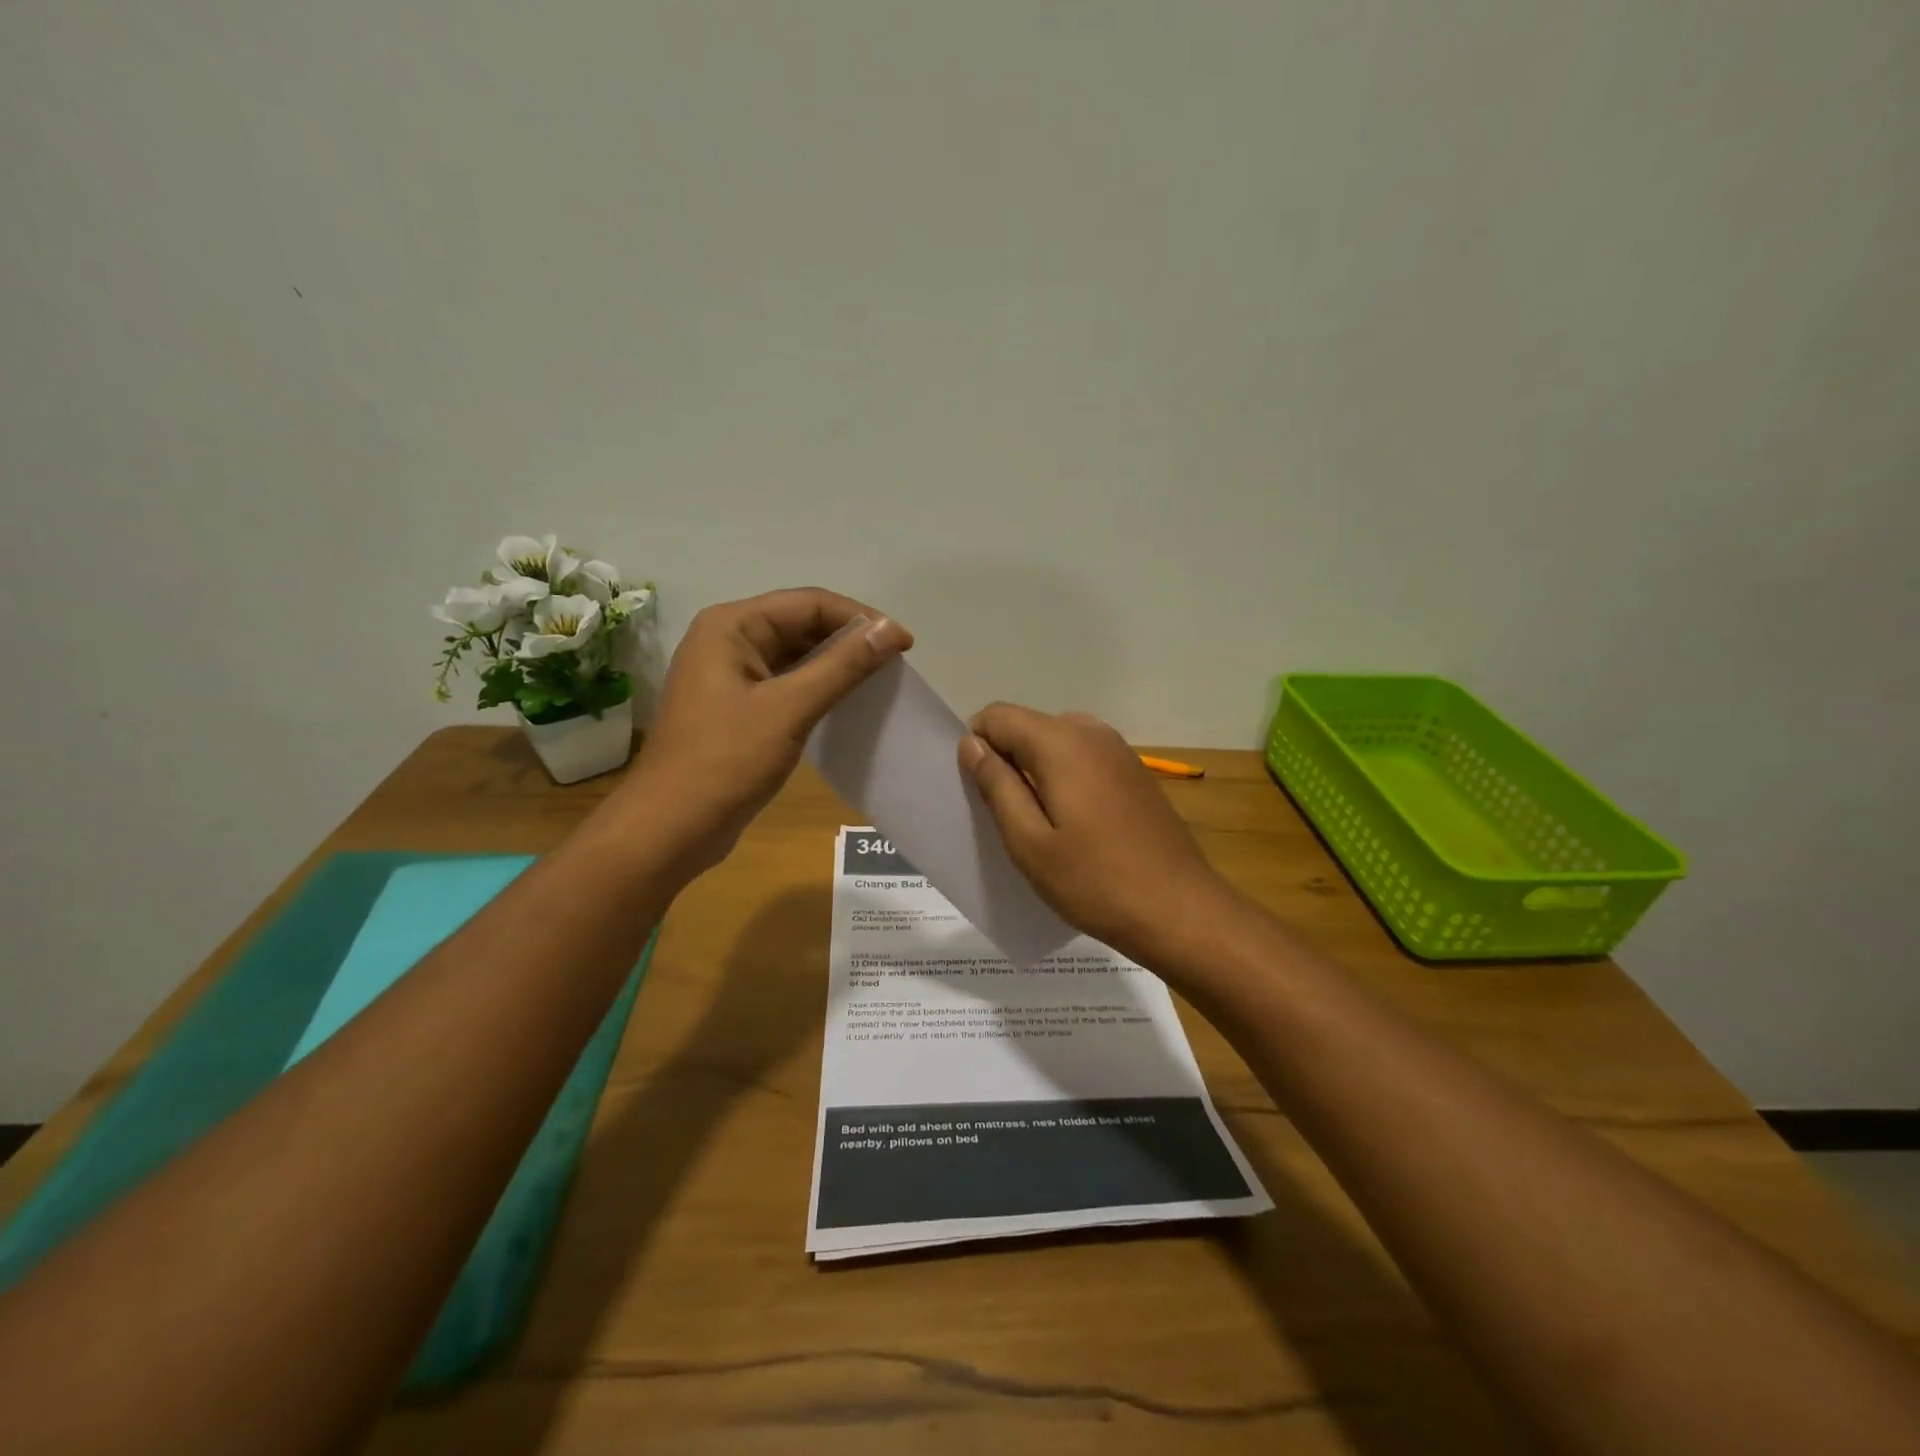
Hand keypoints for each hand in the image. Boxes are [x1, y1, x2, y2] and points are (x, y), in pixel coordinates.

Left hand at [623, 588, 911, 871]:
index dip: (861, 619)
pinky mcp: (736, 707)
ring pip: (795, 655)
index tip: (904, 645)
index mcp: (732, 626)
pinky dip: (817, 689)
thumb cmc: (726, 762)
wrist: (671, 828)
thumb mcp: (790, 709)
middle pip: (801, 624)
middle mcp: (727, 640)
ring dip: (836, 665)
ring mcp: (729, 675)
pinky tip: (846, 705)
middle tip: (894, 665)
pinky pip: (786, 684)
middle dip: (849, 640)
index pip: (809, 603)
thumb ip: (843, 665)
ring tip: (878, 683)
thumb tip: (891, 629)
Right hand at [959, 704, 1237, 965]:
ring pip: (1056, 743)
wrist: (1179, 910)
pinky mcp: (1135, 772)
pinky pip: (1084, 759)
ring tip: (1039, 825)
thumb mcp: (1029, 841)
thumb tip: (971, 744)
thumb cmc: (1094, 881)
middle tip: (1005, 817)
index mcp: (1060, 741)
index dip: (976, 746)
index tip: (977, 792)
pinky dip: (1065, 779)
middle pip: (1028, 726)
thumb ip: (996, 785)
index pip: (997, 716)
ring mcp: (1119, 750)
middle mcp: (1091, 731)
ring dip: (1036, 771)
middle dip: (1006, 760)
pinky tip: (1075, 827)